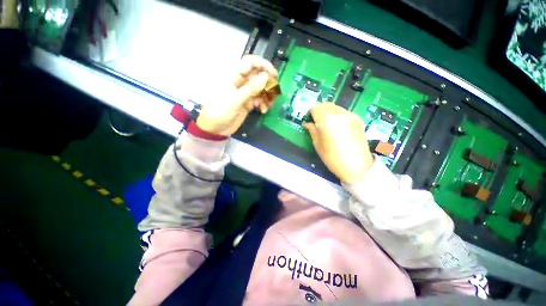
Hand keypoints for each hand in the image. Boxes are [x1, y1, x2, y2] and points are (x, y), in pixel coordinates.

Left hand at [196, 55, 277, 135]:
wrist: (216, 129)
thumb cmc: (221, 111)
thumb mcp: (236, 100)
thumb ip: (251, 88)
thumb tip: (266, 76)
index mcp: (234, 76)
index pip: (250, 63)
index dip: (263, 65)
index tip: (274, 75)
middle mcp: (240, 82)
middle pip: (258, 76)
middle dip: (268, 83)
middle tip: (275, 92)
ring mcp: (245, 93)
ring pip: (260, 89)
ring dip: (267, 96)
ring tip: (270, 104)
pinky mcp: (248, 103)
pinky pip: (259, 99)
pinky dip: (263, 104)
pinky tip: (263, 110)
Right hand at [303, 103, 373, 182]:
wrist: (357, 166)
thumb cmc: (333, 158)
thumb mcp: (318, 145)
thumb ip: (312, 131)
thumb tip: (306, 123)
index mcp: (327, 121)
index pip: (315, 108)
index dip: (310, 113)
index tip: (309, 119)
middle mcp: (339, 114)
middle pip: (325, 105)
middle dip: (319, 110)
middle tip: (316, 121)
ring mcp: (350, 115)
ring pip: (335, 107)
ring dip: (328, 111)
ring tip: (327, 123)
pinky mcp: (357, 119)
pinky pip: (343, 111)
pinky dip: (337, 114)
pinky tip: (337, 125)